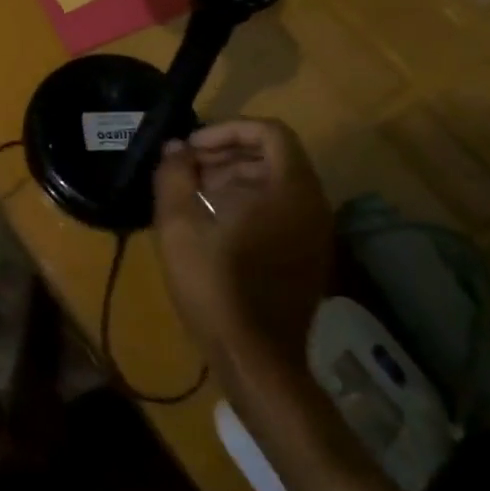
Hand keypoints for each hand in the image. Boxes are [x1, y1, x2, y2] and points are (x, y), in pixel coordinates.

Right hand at [152, 118, 333, 358]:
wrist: (257, 361)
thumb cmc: (216, 285)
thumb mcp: (179, 225)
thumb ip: (175, 175)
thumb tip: (175, 147)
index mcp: (290, 190)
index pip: (269, 132)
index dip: (228, 129)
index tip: (192, 147)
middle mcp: (312, 205)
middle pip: (273, 156)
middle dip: (227, 153)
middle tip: (187, 168)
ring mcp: (315, 235)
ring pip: (276, 184)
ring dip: (234, 177)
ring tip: (193, 193)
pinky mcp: (308, 259)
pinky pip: (281, 211)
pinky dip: (249, 203)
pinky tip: (213, 223)